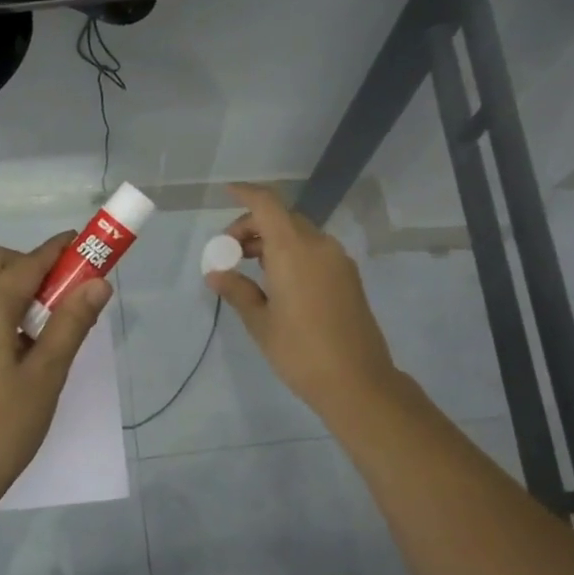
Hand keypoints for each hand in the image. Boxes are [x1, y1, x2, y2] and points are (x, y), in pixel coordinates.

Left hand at [0, 233, 113, 520]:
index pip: (26, 266)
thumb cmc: (2, 430)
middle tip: (62, 288)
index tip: (84, 244)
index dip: (58, 251)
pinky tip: (21, 337)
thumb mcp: (46, 377)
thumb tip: (98, 284)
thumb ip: (71, 324)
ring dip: (12, 281)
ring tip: (46, 316)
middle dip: (29, 261)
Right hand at [205, 182, 397, 417]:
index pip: (267, 205)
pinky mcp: (348, 277)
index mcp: (294, 251)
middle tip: (231, 252)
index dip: (246, 193)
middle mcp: (319, 246)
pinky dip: (292, 252)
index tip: (226, 192)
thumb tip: (216, 274)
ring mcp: (338, 260)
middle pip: (282, 218)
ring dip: (273, 240)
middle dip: (253, 226)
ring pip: (300, 234)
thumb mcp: (261, 322)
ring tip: (250, 267)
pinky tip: (278, 281)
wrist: (358, 382)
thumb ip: (237, 290)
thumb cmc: (300, 352)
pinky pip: (315, 250)